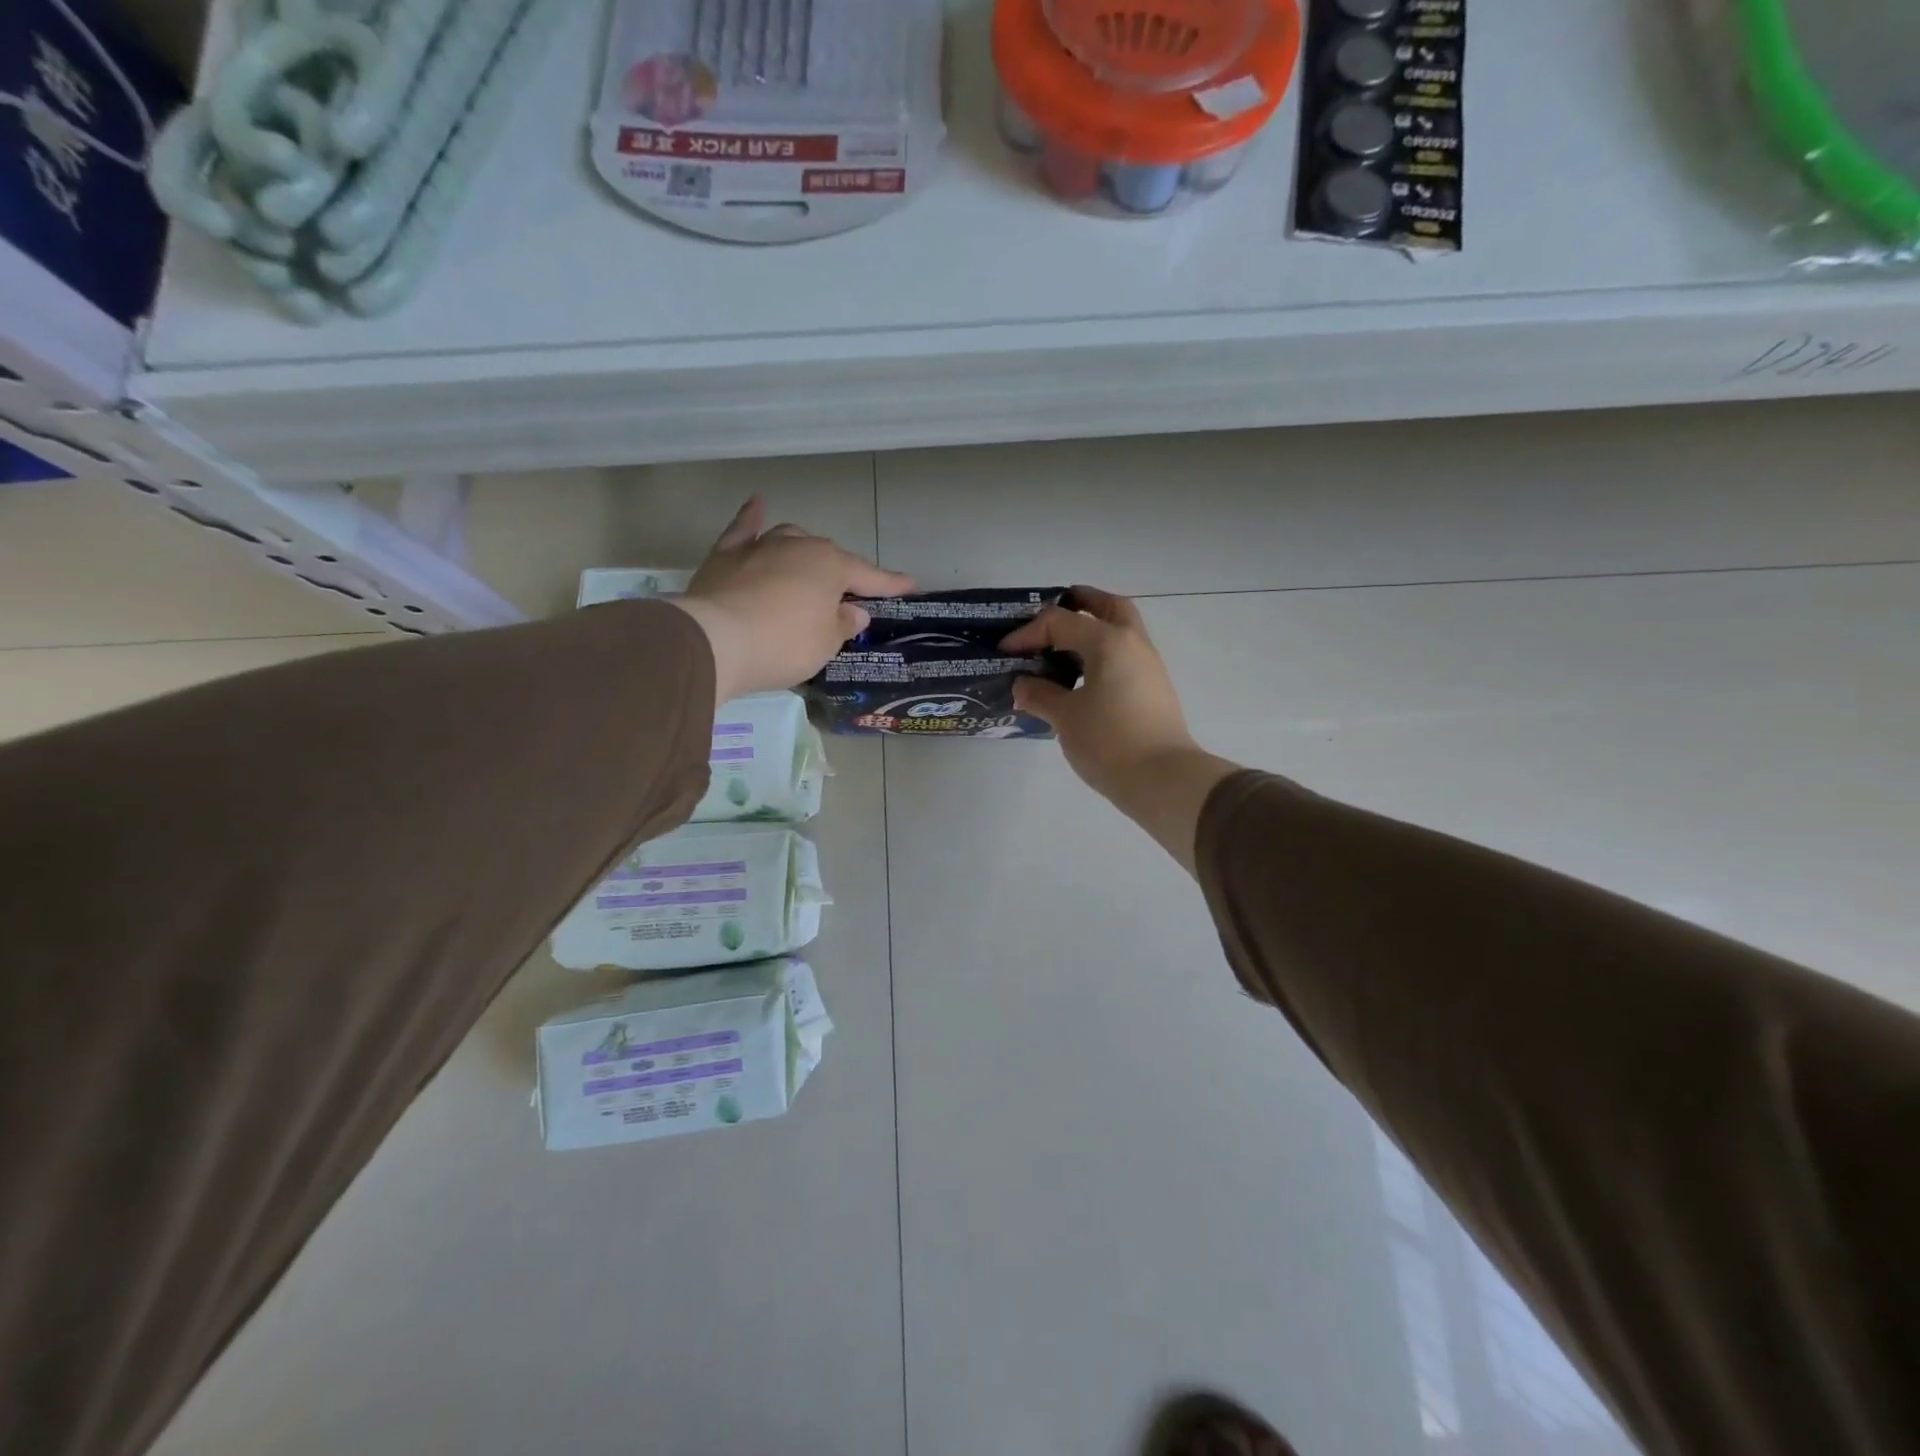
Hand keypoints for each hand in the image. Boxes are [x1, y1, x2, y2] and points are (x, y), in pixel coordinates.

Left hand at [673, 497, 913, 702]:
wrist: (716, 641)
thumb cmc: (784, 644)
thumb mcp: (825, 643)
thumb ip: (843, 624)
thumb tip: (853, 611)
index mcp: (830, 565)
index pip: (868, 576)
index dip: (889, 584)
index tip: (909, 586)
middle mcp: (798, 546)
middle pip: (828, 557)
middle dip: (842, 574)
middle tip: (850, 597)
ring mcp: (760, 547)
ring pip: (790, 539)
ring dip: (804, 551)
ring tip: (810, 567)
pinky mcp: (725, 556)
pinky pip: (743, 529)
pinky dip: (751, 517)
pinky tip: (757, 503)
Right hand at [1001, 586, 1236, 873]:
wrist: (1163, 779)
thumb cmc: (1110, 741)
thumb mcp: (1065, 718)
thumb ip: (1040, 695)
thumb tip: (1023, 686)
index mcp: (1109, 641)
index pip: (1061, 622)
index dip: (1028, 633)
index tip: (1006, 652)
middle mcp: (1134, 644)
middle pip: (1109, 607)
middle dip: (1082, 603)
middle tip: (1055, 610)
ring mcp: (1149, 667)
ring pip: (1122, 632)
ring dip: (1094, 631)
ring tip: (1062, 649)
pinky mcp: (1154, 690)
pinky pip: (1124, 657)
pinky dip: (1102, 655)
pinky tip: (1081, 678)